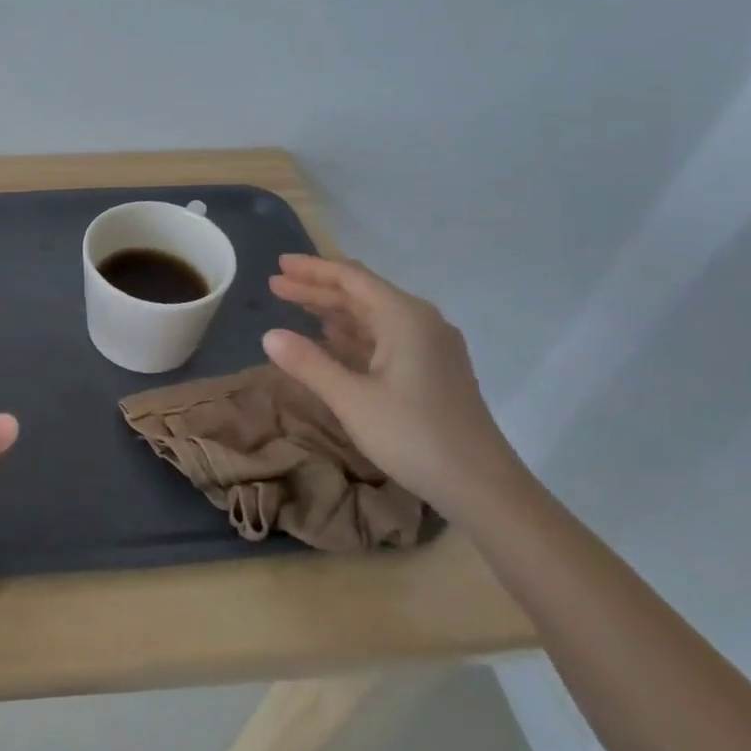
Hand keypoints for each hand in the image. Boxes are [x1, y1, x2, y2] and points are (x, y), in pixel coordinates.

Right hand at [262, 255, 527, 516]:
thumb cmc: (414, 435)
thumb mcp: (352, 399)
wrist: (482, 486)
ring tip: (294, 306)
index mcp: (405, 318)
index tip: (279, 264)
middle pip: (361, 294)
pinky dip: (352, 332)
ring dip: (333, 310)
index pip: (351, 279)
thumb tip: (269, 335)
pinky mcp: (431, 370)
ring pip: (372, 316)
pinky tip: (331, 338)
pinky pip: (384, 337)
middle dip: (317, 288)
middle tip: (275, 285)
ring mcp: (429, 347)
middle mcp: (420, 323)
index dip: (313, 269)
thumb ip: (309, 363)